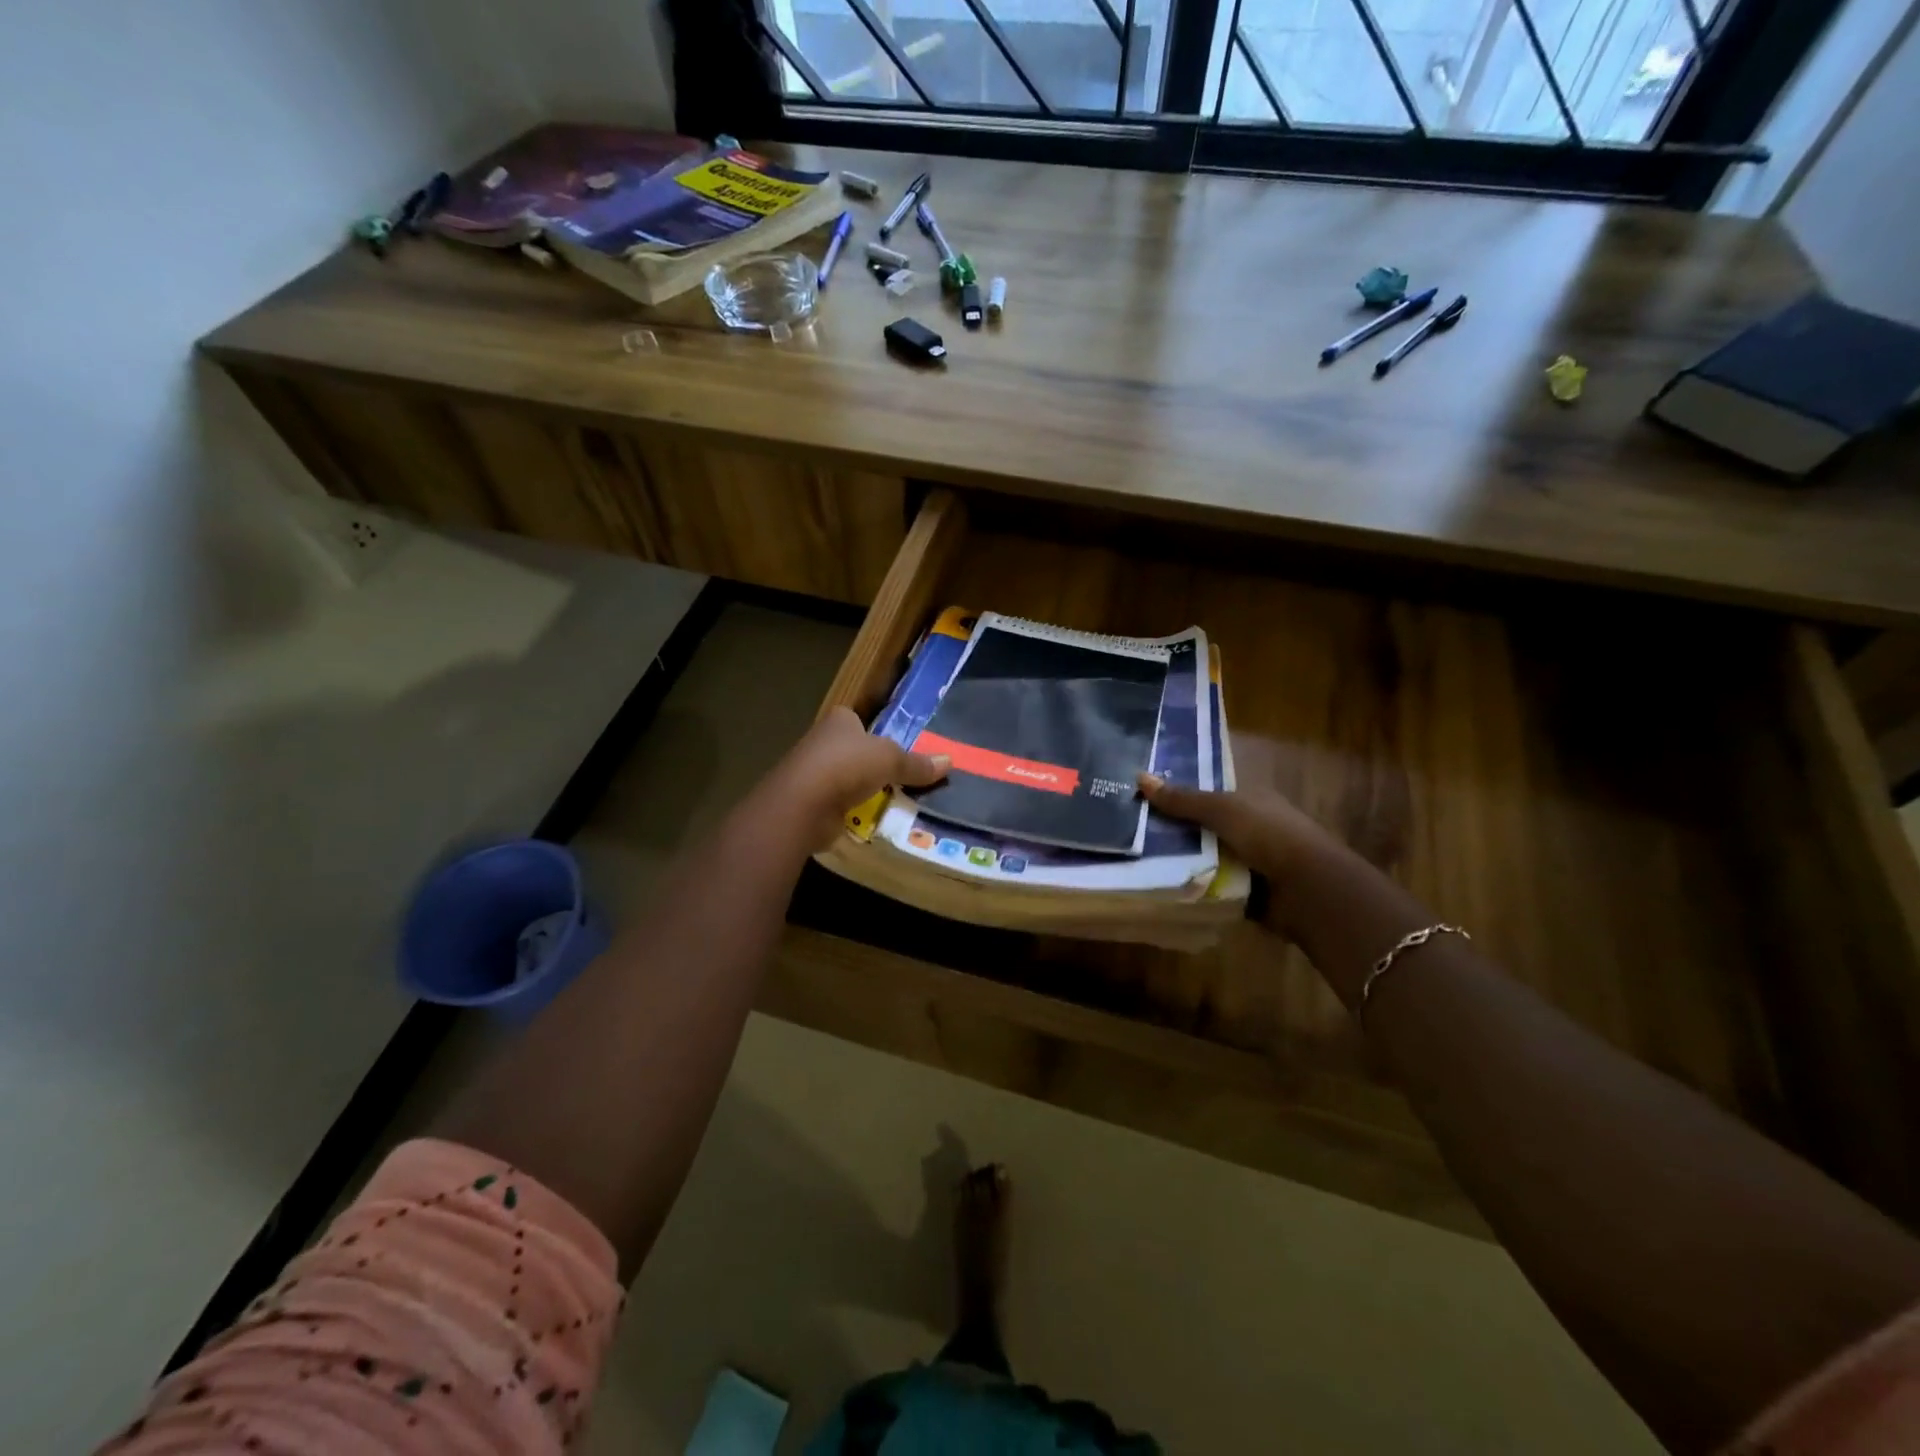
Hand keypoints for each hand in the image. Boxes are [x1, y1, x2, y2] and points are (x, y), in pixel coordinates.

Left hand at [766, 708, 950, 850]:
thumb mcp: (891, 760)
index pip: (858, 721)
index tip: (893, 749)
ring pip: (845, 780)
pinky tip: (870, 821)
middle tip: (901, 780)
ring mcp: (812, 773)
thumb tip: (950, 761)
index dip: (874, 732)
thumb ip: (917, 763)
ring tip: (891, 803)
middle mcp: (821, 742)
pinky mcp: (809, 803)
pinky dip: (851, 812)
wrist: (802, 805)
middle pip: (853, 751)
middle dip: (871, 765)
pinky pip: (838, 805)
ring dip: (862, 791)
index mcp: (839, 721)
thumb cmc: (847, 766)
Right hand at [1138, 773, 1335, 898]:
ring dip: (1181, 861)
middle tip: (1132, 832)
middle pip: (1203, 826)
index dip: (1177, 795)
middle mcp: (1251, 827)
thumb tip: (1139, 777)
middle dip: (1174, 831)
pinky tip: (1163, 886)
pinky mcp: (1247, 891)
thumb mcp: (1221, 810)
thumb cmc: (1268, 836)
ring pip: (1205, 857)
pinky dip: (1195, 886)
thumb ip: (1182, 799)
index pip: (1207, 793)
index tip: (1142, 800)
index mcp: (1250, 799)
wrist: (1308, 890)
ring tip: (1137, 861)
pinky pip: (1212, 885)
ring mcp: (1250, 860)